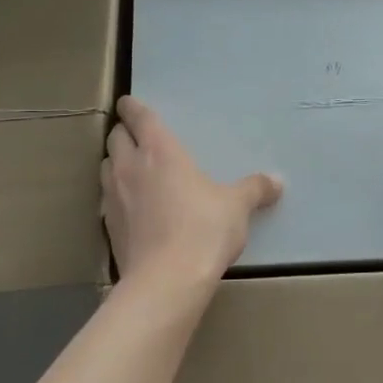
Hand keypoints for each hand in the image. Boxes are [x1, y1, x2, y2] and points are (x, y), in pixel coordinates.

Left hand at [102, 97, 283, 293]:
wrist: (166, 280)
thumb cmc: (204, 229)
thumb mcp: (237, 207)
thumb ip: (255, 190)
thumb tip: (278, 181)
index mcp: (161, 150)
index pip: (140, 117)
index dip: (133, 107)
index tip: (129, 102)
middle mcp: (130, 166)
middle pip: (115, 138)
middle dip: (123, 133)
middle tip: (135, 136)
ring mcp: (113, 197)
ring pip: (104, 166)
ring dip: (114, 162)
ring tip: (129, 168)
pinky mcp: (108, 226)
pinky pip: (105, 199)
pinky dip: (113, 195)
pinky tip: (129, 207)